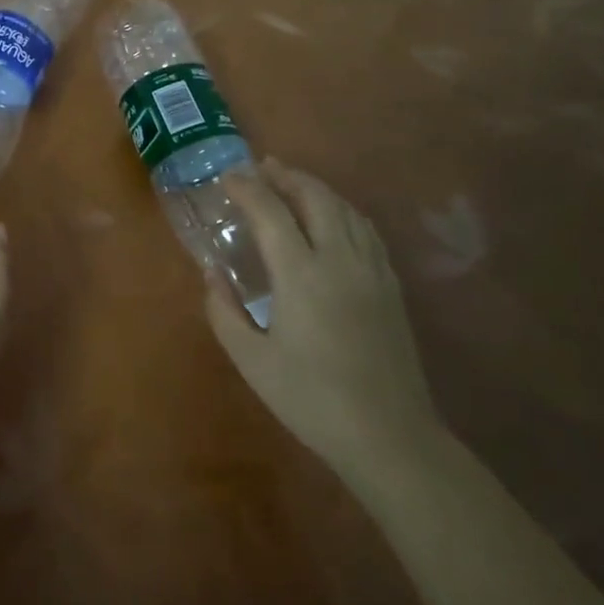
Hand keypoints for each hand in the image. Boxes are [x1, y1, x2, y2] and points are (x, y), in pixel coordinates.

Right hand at [207, 159, 442, 482]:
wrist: (389, 436)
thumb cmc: (311, 399)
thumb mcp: (251, 361)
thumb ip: (224, 311)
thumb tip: (212, 273)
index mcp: (301, 274)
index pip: (270, 212)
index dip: (246, 188)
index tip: (226, 179)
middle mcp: (340, 259)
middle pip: (315, 197)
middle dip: (286, 176)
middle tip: (261, 168)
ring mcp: (372, 270)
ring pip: (345, 208)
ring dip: (316, 188)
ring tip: (292, 183)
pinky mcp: (391, 286)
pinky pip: (366, 229)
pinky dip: (343, 210)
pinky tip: (334, 217)